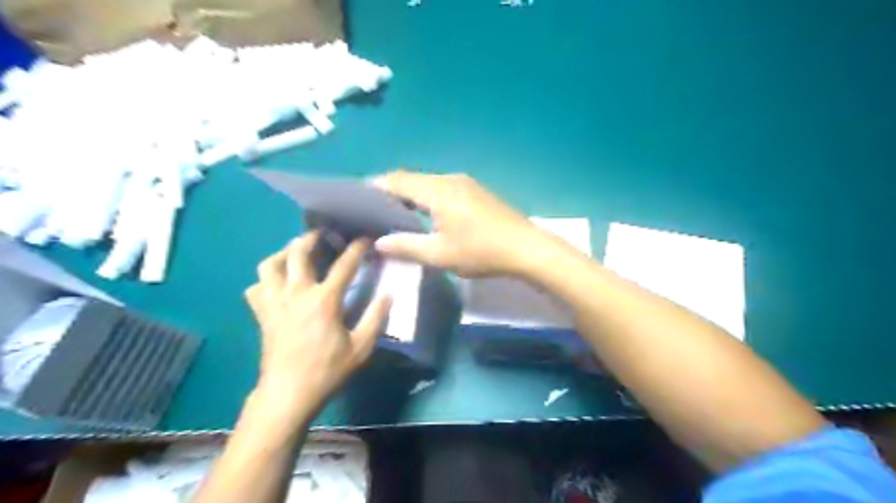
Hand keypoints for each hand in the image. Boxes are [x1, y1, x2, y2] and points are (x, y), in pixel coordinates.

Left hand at [244, 232, 390, 416]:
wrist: (288, 394)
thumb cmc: (327, 370)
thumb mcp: (361, 347)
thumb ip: (376, 318)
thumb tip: (388, 294)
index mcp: (324, 300)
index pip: (344, 265)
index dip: (357, 248)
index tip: (365, 238)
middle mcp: (297, 293)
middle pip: (298, 253)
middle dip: (311, 238)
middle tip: (322, 234)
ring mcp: (275, 302)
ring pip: (270, 265)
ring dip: (283, 253)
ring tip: (295, 252)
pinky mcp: (262, 314)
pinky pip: (256, 287)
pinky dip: (266, 280)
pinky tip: (277, 283)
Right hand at [375, 171, 541, 276]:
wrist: (525, 248)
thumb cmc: (480, 251)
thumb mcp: (439, 254)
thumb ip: (406, 246)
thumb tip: (379, 242)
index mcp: (437, 191)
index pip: (397, 180)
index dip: (376, 187)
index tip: (358, 199)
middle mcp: (449, 179)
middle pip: (412, 179)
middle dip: (391, 191)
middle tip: (374, 211)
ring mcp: (465, 183)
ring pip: (428, 183)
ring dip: (411, 194)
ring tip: (397, 214)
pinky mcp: (476, 191)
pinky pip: (442, 188)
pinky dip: (427, 197)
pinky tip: (426, 214)